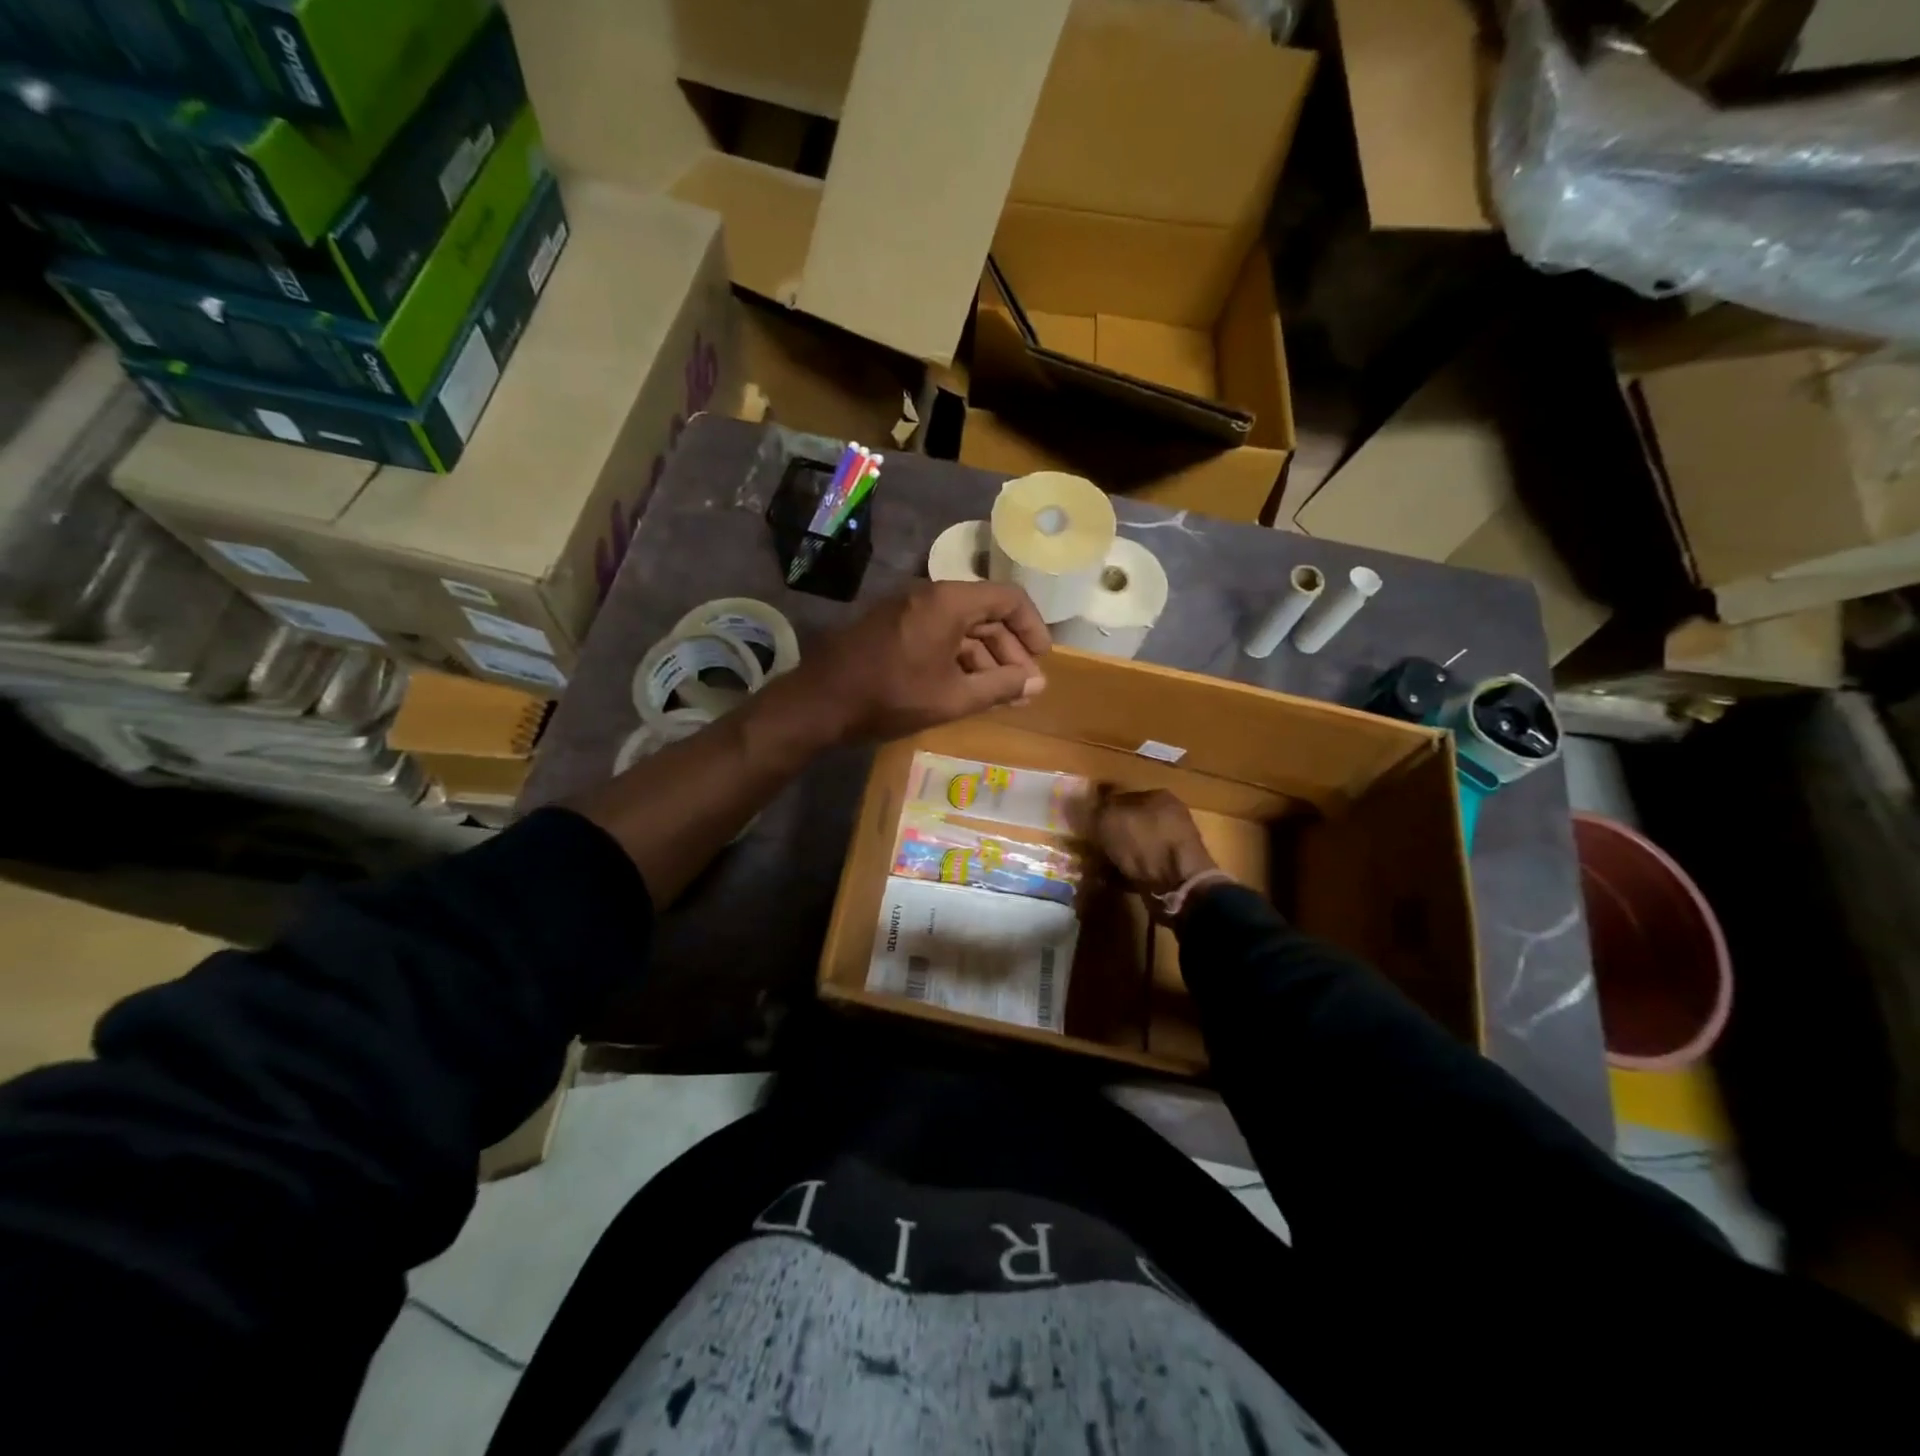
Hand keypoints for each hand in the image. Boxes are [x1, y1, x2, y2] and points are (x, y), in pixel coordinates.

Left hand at [791, 581, 1051, 741]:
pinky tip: (967, 687)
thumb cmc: (891, 697)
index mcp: (949, 602)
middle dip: (1009, 650)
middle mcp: (930, 595)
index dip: (1032, 628)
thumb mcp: (953, 697)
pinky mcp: (892, 626)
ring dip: (984, 658)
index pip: (1008, 599)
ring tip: (1001, 695)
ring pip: (961, 626)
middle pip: (985, 613)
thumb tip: (1037, 682)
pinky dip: (958, 657)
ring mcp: (907, 609)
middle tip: (1024, 687)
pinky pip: (938, 634)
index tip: (1042, 660)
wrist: (821, 702)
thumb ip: (1000, 687)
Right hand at [1092, 788, 1216, 897]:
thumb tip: (1083, 805)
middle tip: (1091, 845)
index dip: (1101, 807)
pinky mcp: (1174, 870)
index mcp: (1157, 796)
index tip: (1085, 821)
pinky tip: (1114, 878)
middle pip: (1130, 821)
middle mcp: (1169, 816)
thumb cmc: (1144, 843)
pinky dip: (1128, 871)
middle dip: (1110, 833)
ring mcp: (1174, 844)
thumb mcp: (1109, 820)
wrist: (1178, 885)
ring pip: (1135, 844)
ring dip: (1118, 853)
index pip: (1122, 794)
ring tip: (1099, 864)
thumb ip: (1094, 809)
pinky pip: (1142, 865)